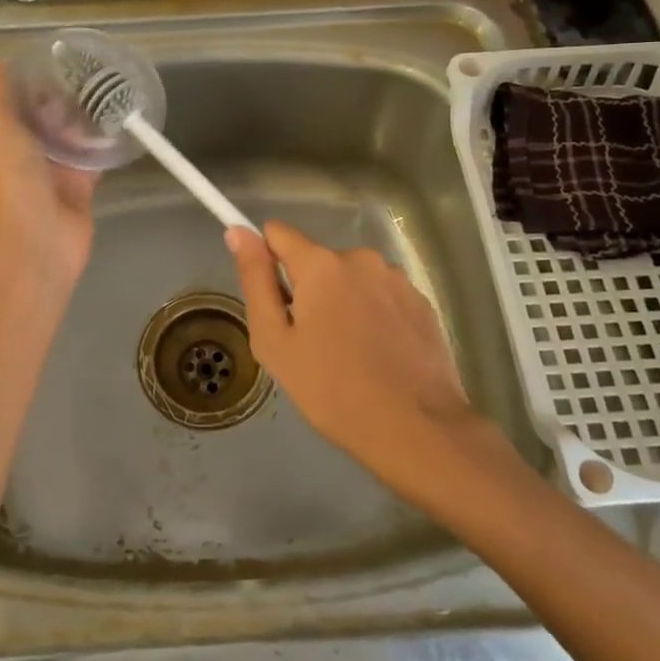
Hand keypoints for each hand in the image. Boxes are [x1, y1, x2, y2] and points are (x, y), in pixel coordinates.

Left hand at [0, 61, 98, 287]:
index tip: (57, 58)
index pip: (15, 101)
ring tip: (112, 88)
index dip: (32, 80)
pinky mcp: (81, 186)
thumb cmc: (12, 177)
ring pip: (72, 137)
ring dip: (86, 118)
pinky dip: (106, 144)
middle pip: (46, 117)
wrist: (38, 237)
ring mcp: (54, 171)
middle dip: (64, 97)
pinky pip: (94, 159)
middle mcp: (24, 152)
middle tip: (93, 70)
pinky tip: (123, 121)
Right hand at [227, 222, 479, 483]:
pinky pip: (381, 296)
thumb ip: (255, 280)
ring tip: (347, 353)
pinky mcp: (421, 302)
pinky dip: (373, 315)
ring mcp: (397, 279)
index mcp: (321, 264)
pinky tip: (378, 355)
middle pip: (317, 261)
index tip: (272, 299)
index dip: (266, 260)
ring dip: (342, 302)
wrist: (416, 428)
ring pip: (351, 279)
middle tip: (309, 343)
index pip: (278, 234)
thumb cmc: (331, 389)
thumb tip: (238, 232)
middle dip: (308, 291)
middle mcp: (361, 258)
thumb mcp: (274, 341)